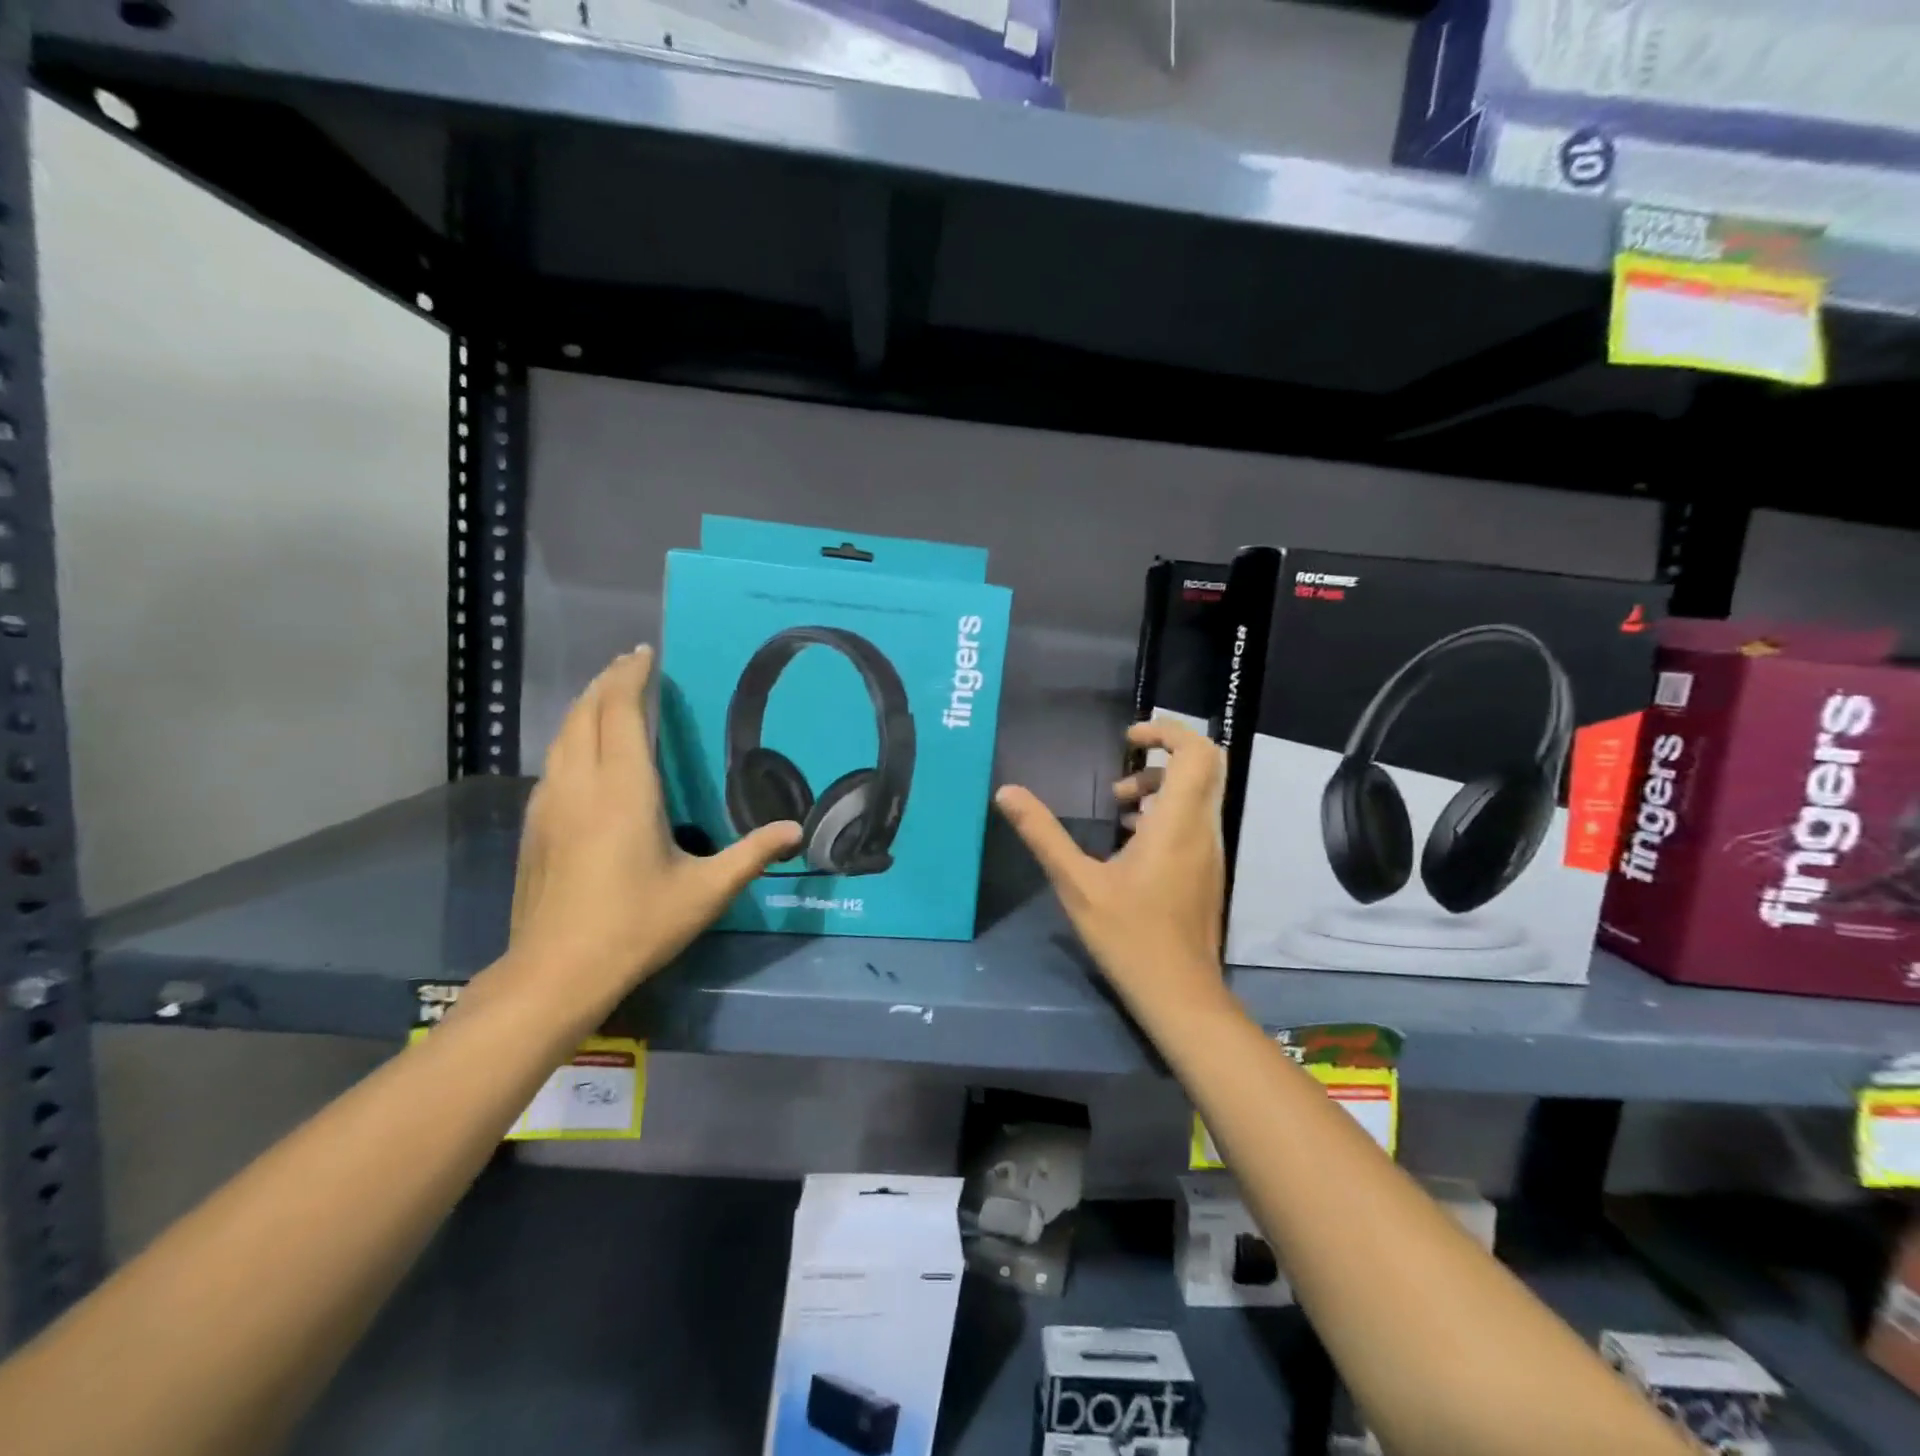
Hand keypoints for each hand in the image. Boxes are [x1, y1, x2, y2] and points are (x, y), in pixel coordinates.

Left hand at [499, 647, 801, 1023]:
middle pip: (585, 714)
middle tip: (629, 665)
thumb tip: (796, 831)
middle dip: (606, 683)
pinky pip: (553, 763)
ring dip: (585, 708)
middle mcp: (580, 784)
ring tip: (608, 697)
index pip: (620, 712)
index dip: (630, 677)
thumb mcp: (705, 891)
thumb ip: (752, 855)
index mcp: (623, 790)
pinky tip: (584, 754)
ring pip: (562, 737)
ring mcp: (549, 805)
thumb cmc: (636, 925)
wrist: (555, 973)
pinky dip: (571, 739)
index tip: (644, 652)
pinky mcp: (534, 827)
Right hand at [995, 718, 1228, 1016]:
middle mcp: (1202, 829)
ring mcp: (1209, 851)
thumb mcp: (1076, 884)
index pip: (1197, 753)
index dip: (1168, 731)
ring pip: (1199, 795)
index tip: (1130, 737)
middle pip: (1206, 766)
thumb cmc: (1129, 936)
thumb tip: (1006, 792)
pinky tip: (1127, 841)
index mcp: (1177, 824)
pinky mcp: (1205, 871)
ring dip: (1161, 787)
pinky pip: (1194, 820)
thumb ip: (1042, 834)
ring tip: (1116, 808)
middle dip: (1165, 754)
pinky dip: (1166, 812)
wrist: (1180, 993)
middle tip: (1124, 768)